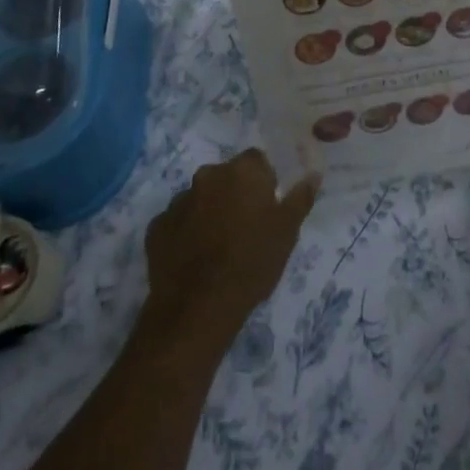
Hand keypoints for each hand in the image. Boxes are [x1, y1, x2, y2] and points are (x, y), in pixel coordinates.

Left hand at [143, 149, 318, 348]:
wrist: (197, 309)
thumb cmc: (251, 263)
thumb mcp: (287, 232)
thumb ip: (300, 198)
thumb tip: (313, 174)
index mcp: (243, 170)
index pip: (257, 161)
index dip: (264, 182)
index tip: (268, 208)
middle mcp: (208, 174)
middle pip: (226, 177)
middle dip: (234, 194)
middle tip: (245, 228)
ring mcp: (178, 200)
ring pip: (200, 198)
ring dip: (209, 212)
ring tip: (217, 248)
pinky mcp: (156, 227)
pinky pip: (177, 223)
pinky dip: (185, 233)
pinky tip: (193, 259)